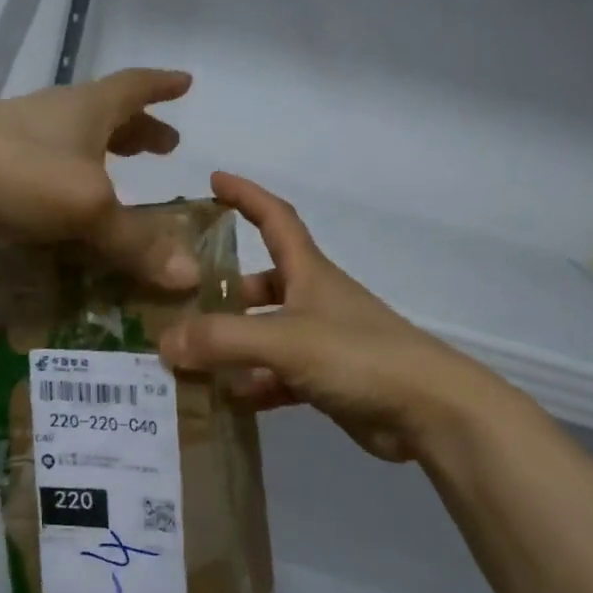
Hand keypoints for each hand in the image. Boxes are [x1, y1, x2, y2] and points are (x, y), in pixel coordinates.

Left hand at [0, 69, 198, 288]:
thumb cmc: (18, 172)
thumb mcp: (87, 207)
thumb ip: (137, 243)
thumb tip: (189, 276)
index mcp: (86, 109)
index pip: (135, 86)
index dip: (163, 86)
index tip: (185, 83)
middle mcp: (56, 116)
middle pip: (108, 115)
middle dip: (140, 129)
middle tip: (165, 146)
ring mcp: (20, 139)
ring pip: (75, 143)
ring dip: (104, 156)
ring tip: (123, 179)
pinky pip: (47, 172)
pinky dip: (69, 185)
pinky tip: (69, 214)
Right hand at [161, 172, 523, 462]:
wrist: (429, 411)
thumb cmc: (359, 356)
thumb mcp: (285, 340)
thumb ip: (223, 339)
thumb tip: (164, 343)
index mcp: (309, 273)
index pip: (275, 219)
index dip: (246, 196)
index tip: (214, 180)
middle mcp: (314, 300)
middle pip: (263, 283)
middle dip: (225, 288)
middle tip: (180, 302)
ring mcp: (322, 342)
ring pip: (266, 333)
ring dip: (232, 343)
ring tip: (187, 357)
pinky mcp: (327, 381)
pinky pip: (278, 376)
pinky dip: (252, 384)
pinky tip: (224, 399)